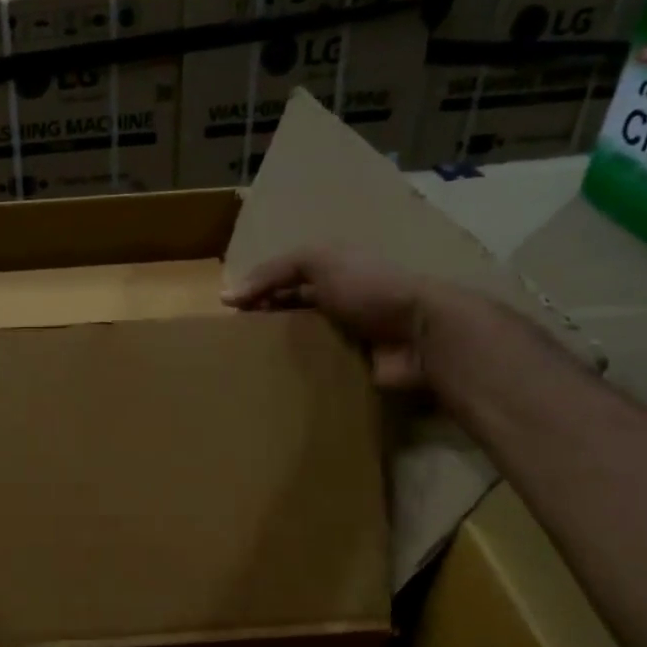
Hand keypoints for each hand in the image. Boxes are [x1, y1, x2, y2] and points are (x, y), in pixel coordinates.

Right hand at [223, 247, 435, 387]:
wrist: (421, 333)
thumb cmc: (368, 287)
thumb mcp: (318, 262)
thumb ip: (273, 272)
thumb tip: (226, 296)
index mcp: (333, 273)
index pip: (286, 280)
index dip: (258, 291)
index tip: (231, 312)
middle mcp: (340, 303)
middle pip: (292, 312)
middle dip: (266, 324)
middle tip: (235, 342)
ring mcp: (348, 338)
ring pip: (303, 344)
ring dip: (280, 353)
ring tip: (248, 366)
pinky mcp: (354, 369)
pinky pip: (319, 372)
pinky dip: (299, 377)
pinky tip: (274, 384)